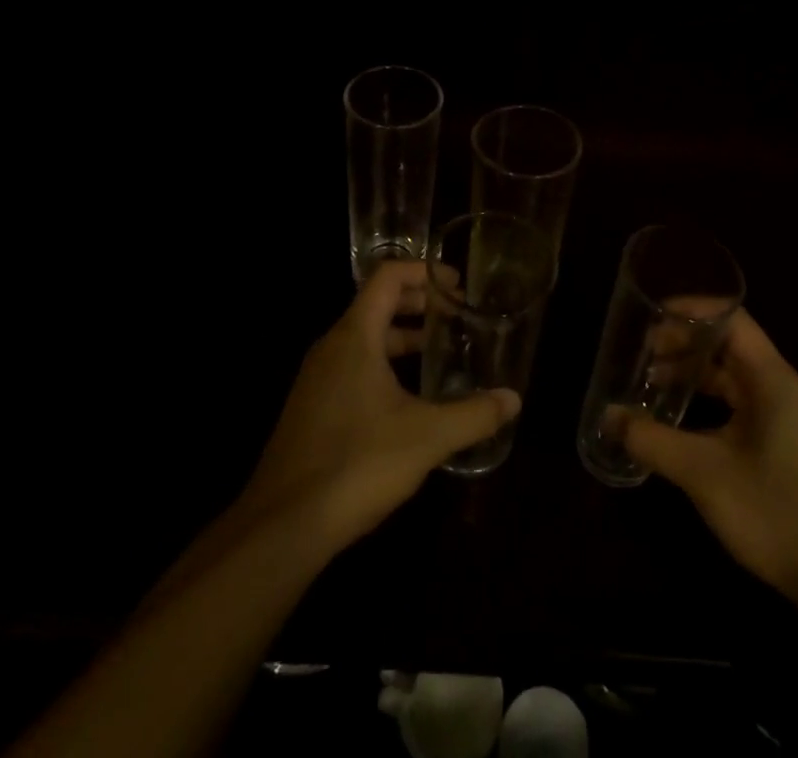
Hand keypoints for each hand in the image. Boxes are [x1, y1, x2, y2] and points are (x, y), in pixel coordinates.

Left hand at [238, 261, 519, 551]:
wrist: (283, 526)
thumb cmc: (357, 464)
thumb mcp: (426, 437)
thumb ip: (473, 414)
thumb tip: (514, 399)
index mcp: (354, 336)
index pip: (388, 276)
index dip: (424, 272)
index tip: (457, 285)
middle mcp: (331, 347)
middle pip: (376, 303)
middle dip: (418, 302)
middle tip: (456, 315)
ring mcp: (317, 378)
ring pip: (364, 337)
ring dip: (401, 335)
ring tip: (439, 350)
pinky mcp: (312, 408)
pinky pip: (352, 365)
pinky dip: (383, 362)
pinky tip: (407, 397)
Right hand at [623, 311, 797, 606]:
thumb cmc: (774, 510)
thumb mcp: (703, 472)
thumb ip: (652, 440)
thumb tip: (608, 416)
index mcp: (769, 377)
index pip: (731, 317)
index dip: (691, 309)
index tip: (652, 314)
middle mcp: (777, 385)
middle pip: (727, 343)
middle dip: (684, 342)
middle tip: (642, 351)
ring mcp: (780, 414)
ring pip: (730, 374)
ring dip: (692, 372)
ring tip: (650, 380)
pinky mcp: (778, 441)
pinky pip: (735, 401)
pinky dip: (705, 399)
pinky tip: (677, 418)